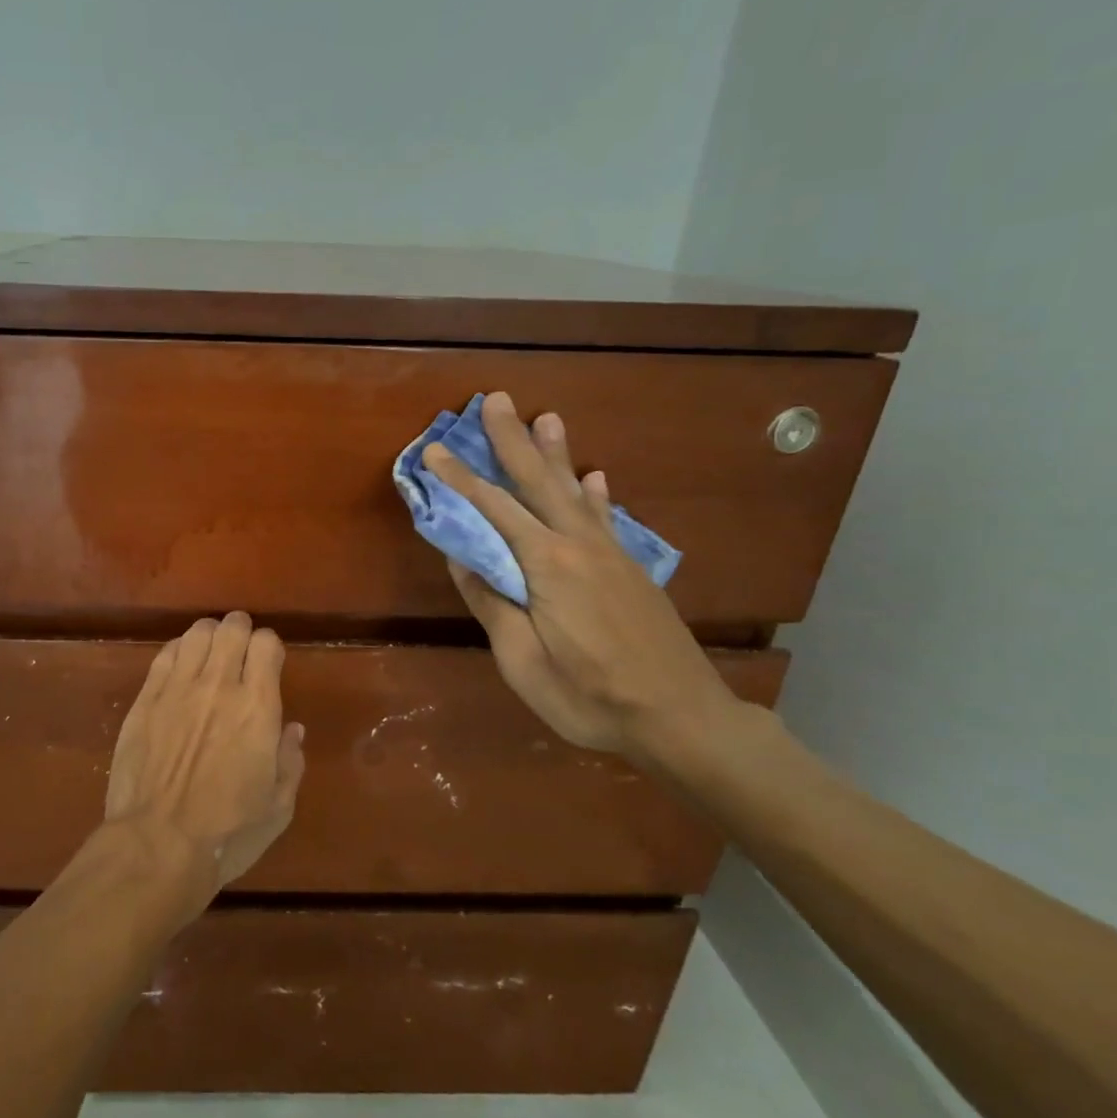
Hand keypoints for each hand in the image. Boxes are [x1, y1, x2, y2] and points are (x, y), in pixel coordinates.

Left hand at [103, 613, 306, 899]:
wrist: (157, 846)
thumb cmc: (228, 833)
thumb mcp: (278, 807)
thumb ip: (290, 761)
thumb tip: (292, 729)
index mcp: (258, 708)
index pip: (267, 643)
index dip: (269, 647)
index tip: (268, 664)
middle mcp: (219, 686)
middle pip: (231, 628)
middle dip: (240, 632)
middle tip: (239, 652)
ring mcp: (177, 689)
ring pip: (196, 633)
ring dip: (209, 637)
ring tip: (210, 656)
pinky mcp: (145, 700)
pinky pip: (165, 655)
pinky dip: (179, 652)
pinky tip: (180, 669)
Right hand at [422, 392, 738, 759]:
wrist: (681, 718)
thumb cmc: (590, 697)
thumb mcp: (523, 661)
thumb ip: (493, 604)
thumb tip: (462, 559)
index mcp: (547, 566)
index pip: (494, 510)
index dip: (461, 479)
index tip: (434, 450)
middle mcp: (580, 546)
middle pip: (539, 483)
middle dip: (512, 441)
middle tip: (496, 400)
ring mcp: (610, 555)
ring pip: (575, 492)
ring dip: (555, 454)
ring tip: (546, 417)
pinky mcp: (631, 570)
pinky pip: (606, 519)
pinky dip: (596, 494)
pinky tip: (595, 477)